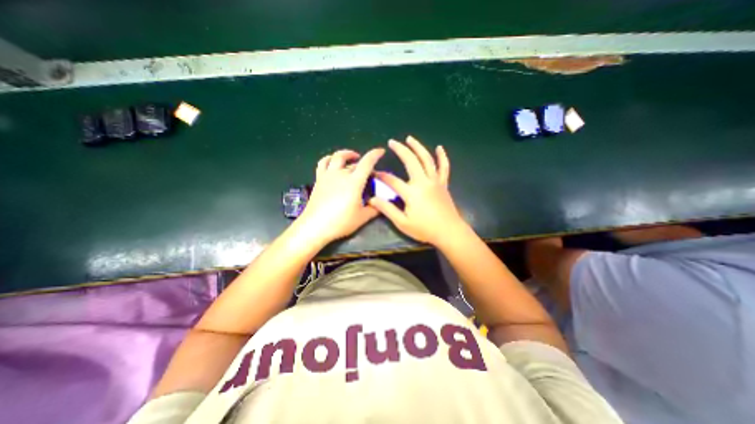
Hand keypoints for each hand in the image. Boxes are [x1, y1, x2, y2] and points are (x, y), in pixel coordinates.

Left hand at [298, 148, 384, 241]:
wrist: (315, 226)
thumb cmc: (341, 222)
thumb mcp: (362, 217)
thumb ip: (374, 209)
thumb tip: (382, 205)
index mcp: (354, 182)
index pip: (367, 163)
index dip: (375, 154)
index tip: (381, 151)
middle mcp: (341, 174)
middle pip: (354, 163)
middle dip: (364, 164)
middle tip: (369, 174)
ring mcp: (328, 175)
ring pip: (337, 157)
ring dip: (346, 154)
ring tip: (352, 157)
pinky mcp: (319, 179)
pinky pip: (323, 163)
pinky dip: (330, 159)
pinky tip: (333, 162)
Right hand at [368, 135, 465, 245]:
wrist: (449, 232)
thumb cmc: (425, 229)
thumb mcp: (402, 223)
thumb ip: (387, 209)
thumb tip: (372, 199)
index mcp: (411, 193)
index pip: (392, 180)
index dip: (382, 176)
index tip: (374, 173)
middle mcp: (423, 182)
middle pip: (411, 161)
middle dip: (400, 150)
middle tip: (392, 142)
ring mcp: (435, 181)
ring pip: (427, 159)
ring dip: (418, 147)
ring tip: (410, 138)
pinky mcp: (443, 184)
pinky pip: (444, 167)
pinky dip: (442, 157)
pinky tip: (440, 148)